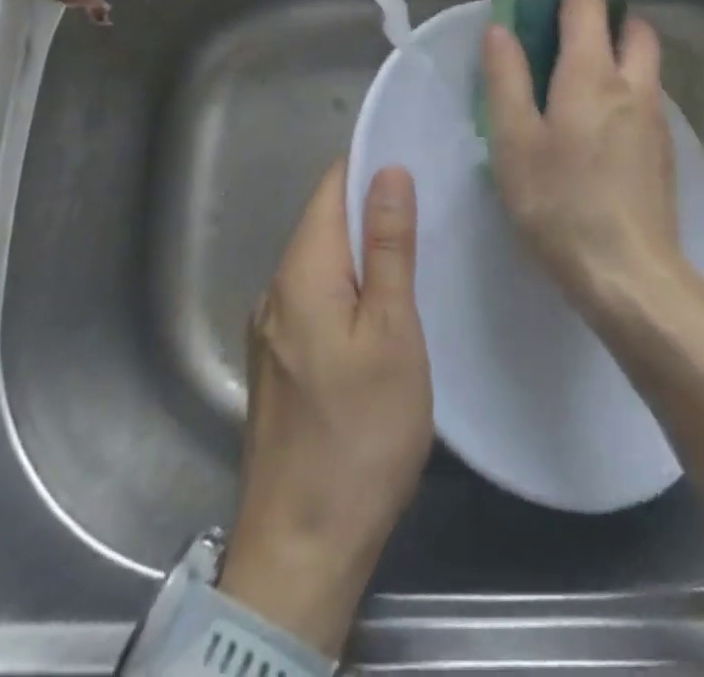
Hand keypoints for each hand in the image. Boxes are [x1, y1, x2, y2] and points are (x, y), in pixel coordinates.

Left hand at [218, 161, 431, 657]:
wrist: (303, 546)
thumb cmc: (360, 433)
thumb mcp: (392, 333)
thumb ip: (389, 247)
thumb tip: (387, 171)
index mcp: (302, 272)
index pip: (330, 188)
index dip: (368, 166)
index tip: (415, 158)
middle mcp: (276, 289)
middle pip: (324, 223)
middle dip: (371, 209)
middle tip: (431, 209)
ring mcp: (271, 329)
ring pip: (321, 264)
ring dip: (362, 252)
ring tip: (416, 253)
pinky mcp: (279, 362)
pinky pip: (315, 299)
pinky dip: (348, 289)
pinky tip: (382, 309)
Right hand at [480, 0, 682, 316]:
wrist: (629, 273)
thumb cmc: (559, 203)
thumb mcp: (515, 140)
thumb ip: (506, 79)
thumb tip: (500, 29)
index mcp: (592, 75)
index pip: (587, 5)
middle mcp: (632, 85)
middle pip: (633, 26)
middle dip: (608, 9)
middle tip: (573, 18)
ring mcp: (654, 119)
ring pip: (645, 61)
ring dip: (620, 45)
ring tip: (582, 66)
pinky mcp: (663, 150)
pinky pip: (646, 94)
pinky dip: (626, 81)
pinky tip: (599, 117)